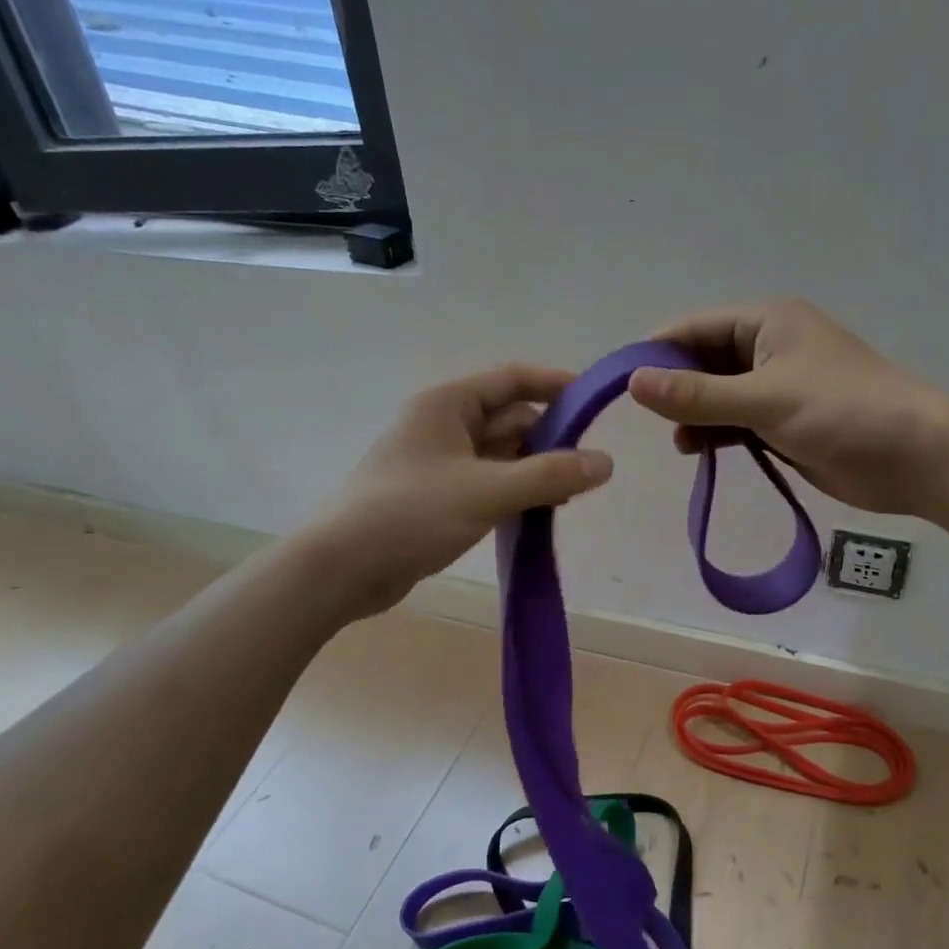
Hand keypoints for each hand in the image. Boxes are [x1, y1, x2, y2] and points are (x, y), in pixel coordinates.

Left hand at [317, 364, 612, 618]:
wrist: (342, 568)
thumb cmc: (411, 514)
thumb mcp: (486, 491)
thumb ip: (549, 475)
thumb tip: (606, 461)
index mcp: (448, 404)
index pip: (512, 379)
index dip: (555, 385)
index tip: (595, 403)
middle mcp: (443, 425)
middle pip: (510, 418)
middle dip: (549, 440)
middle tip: (586, 469)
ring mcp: (439, 462)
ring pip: (501, 454)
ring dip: (533, 470)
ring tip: (567, 496)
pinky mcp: (437, 496)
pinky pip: (487, 482)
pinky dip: (513, 492)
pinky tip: (536, 513)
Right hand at [628, 300, 948, 516]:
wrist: (915, 458)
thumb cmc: (842, 413)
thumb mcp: (764, 400)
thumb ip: (697, 395)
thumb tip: (632, 383)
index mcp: (766, 322)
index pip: (693, 327)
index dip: (655, 352)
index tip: (618, 384)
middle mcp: (767, 347)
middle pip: (702, 361)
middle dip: (674, 387)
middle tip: (646, 419)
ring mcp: (776, 386)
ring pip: (716, 394)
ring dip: (693, 415)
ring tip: (679, 442)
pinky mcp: (783, 421)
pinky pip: (735, 421)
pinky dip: (714, 433)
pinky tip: (697, 451)